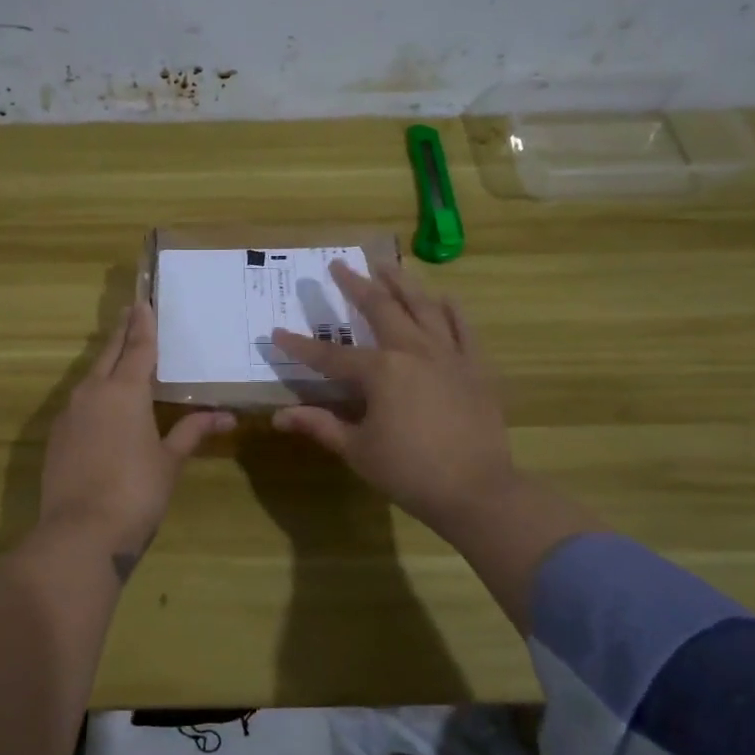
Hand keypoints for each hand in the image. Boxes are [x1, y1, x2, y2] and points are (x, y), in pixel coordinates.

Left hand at [39, 301, 234, 567]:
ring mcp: (70, 414)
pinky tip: (102, 405)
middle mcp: (93, 392)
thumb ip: (192, 432)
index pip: (137, 347)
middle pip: (108, 353)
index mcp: (125, 391)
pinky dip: (94, 392)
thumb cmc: (136, 492)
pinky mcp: (57, 436)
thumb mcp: (170, 461)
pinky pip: (79, 402)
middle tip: (130, 313)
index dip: (143, 324)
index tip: (142, 301)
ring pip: (90, 376)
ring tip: (120, 356)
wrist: (80, 533)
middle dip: (122, 333)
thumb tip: (225, 416)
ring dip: (106, 362)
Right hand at [270, 261, 521, 543]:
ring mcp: (448, 354)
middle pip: (379, 309)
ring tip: (386, 264)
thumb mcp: (357, 450)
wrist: (478, 491)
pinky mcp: (475, 366)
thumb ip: (320, 426)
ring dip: (401, 283)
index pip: (330, 356)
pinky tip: (442, 297)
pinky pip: (463, 328)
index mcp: (380, 371)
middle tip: (339, 264)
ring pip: (422, 307)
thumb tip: (279, 417)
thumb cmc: (410, 472)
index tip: (276, 332)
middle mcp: (413, 351)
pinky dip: (451, 310)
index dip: (300, 346)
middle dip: (355, 285)